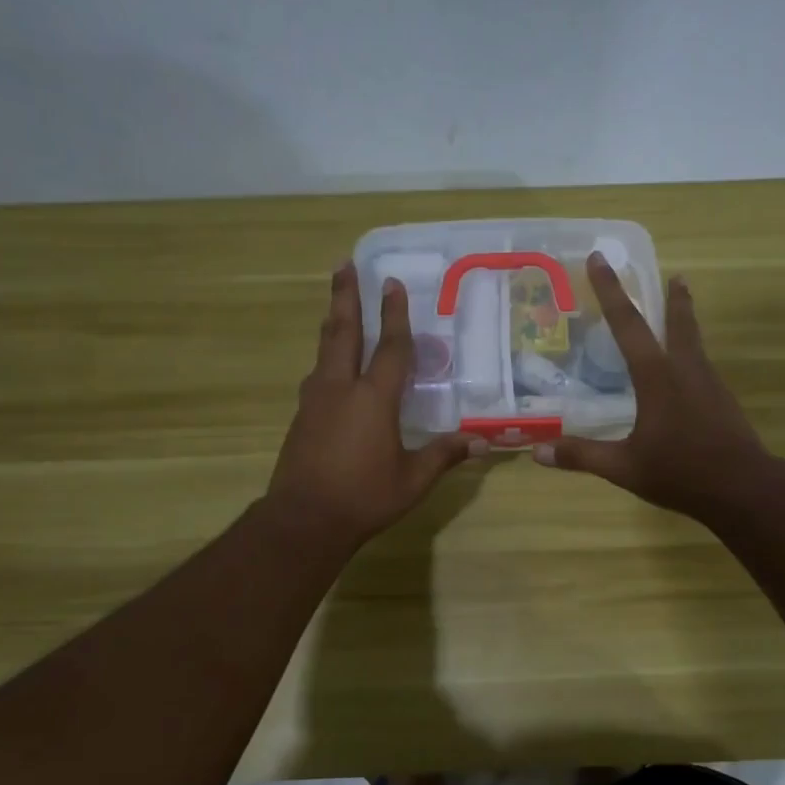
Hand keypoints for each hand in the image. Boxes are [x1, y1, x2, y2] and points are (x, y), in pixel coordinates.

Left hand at [266, 263, 481, 554]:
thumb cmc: (364, 498)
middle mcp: (341, 389)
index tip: (392, 283)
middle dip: (345, 296)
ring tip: (336, 303)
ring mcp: (316, 401)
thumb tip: (482, 442)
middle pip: (343, 332)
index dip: (394, 315)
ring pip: (324, 350)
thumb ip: (444, 455)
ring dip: (332, 321)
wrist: (303, 519)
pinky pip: (317, 374)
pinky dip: (326, 356)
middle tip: (344, 265)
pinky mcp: (302, 417)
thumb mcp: (413, 480)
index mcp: (374, 399)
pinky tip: (328, 364)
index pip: (390, 348)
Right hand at [534, 253, 770, 523]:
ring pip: (694, 343)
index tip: (600, 258)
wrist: (743, 488)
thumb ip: (582, 456)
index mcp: (657, 377)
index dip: (610, 291)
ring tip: (681, 311)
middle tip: (675, 275)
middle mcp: (685, 370)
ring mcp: (710, 384)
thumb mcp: (624, 467)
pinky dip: (691, 355)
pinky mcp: (723, 401)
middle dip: (671, 297)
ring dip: (685, 323)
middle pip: (678, 323)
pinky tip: (687, 372)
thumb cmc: (681, 472)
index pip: (628, 325)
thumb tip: (538, 452)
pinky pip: (702, 367)